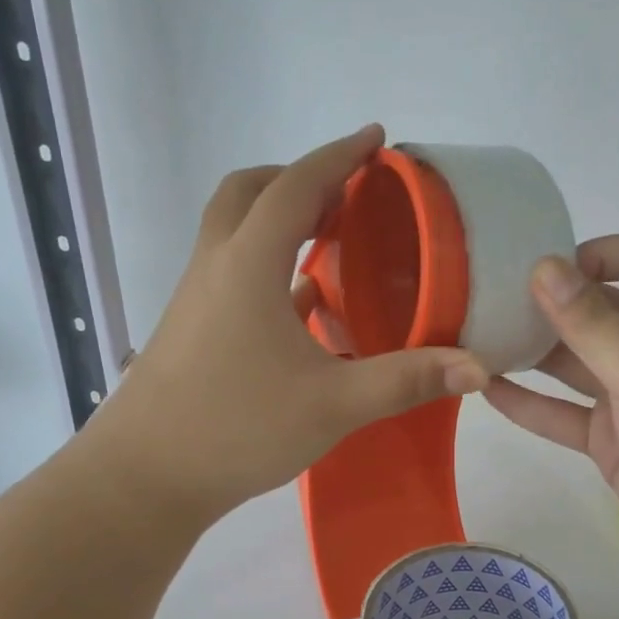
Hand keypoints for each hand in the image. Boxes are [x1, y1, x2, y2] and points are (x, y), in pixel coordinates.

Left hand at [90, 126, 487, 524]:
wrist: (142, 479)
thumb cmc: (236, 427)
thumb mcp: (332, 405)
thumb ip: (405, 380)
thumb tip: (476, 367)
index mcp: (248, 264)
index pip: (296, 186)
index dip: (339, 157)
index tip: (376, 139)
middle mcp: (216, 266)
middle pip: (250, 192)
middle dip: (299, 178)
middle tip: (348, 194)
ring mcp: (197, 297)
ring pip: (235, 230)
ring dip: (279, 217)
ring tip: (331, 237)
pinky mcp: (192, 328)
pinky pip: (232, 271)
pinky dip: (268, 263)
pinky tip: (303, 302)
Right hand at [485, 234, 618, 576]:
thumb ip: (591, 322)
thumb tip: (543, 266)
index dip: (595, 254)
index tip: (540, 270)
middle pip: (600, 309)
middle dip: (550, 303)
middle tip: (488, 301)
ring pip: (576, 362)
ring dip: (533, 352)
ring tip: (477, 339)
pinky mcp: (613, 439)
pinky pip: (565, 412)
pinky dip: (531, 403)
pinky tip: (486, 390)